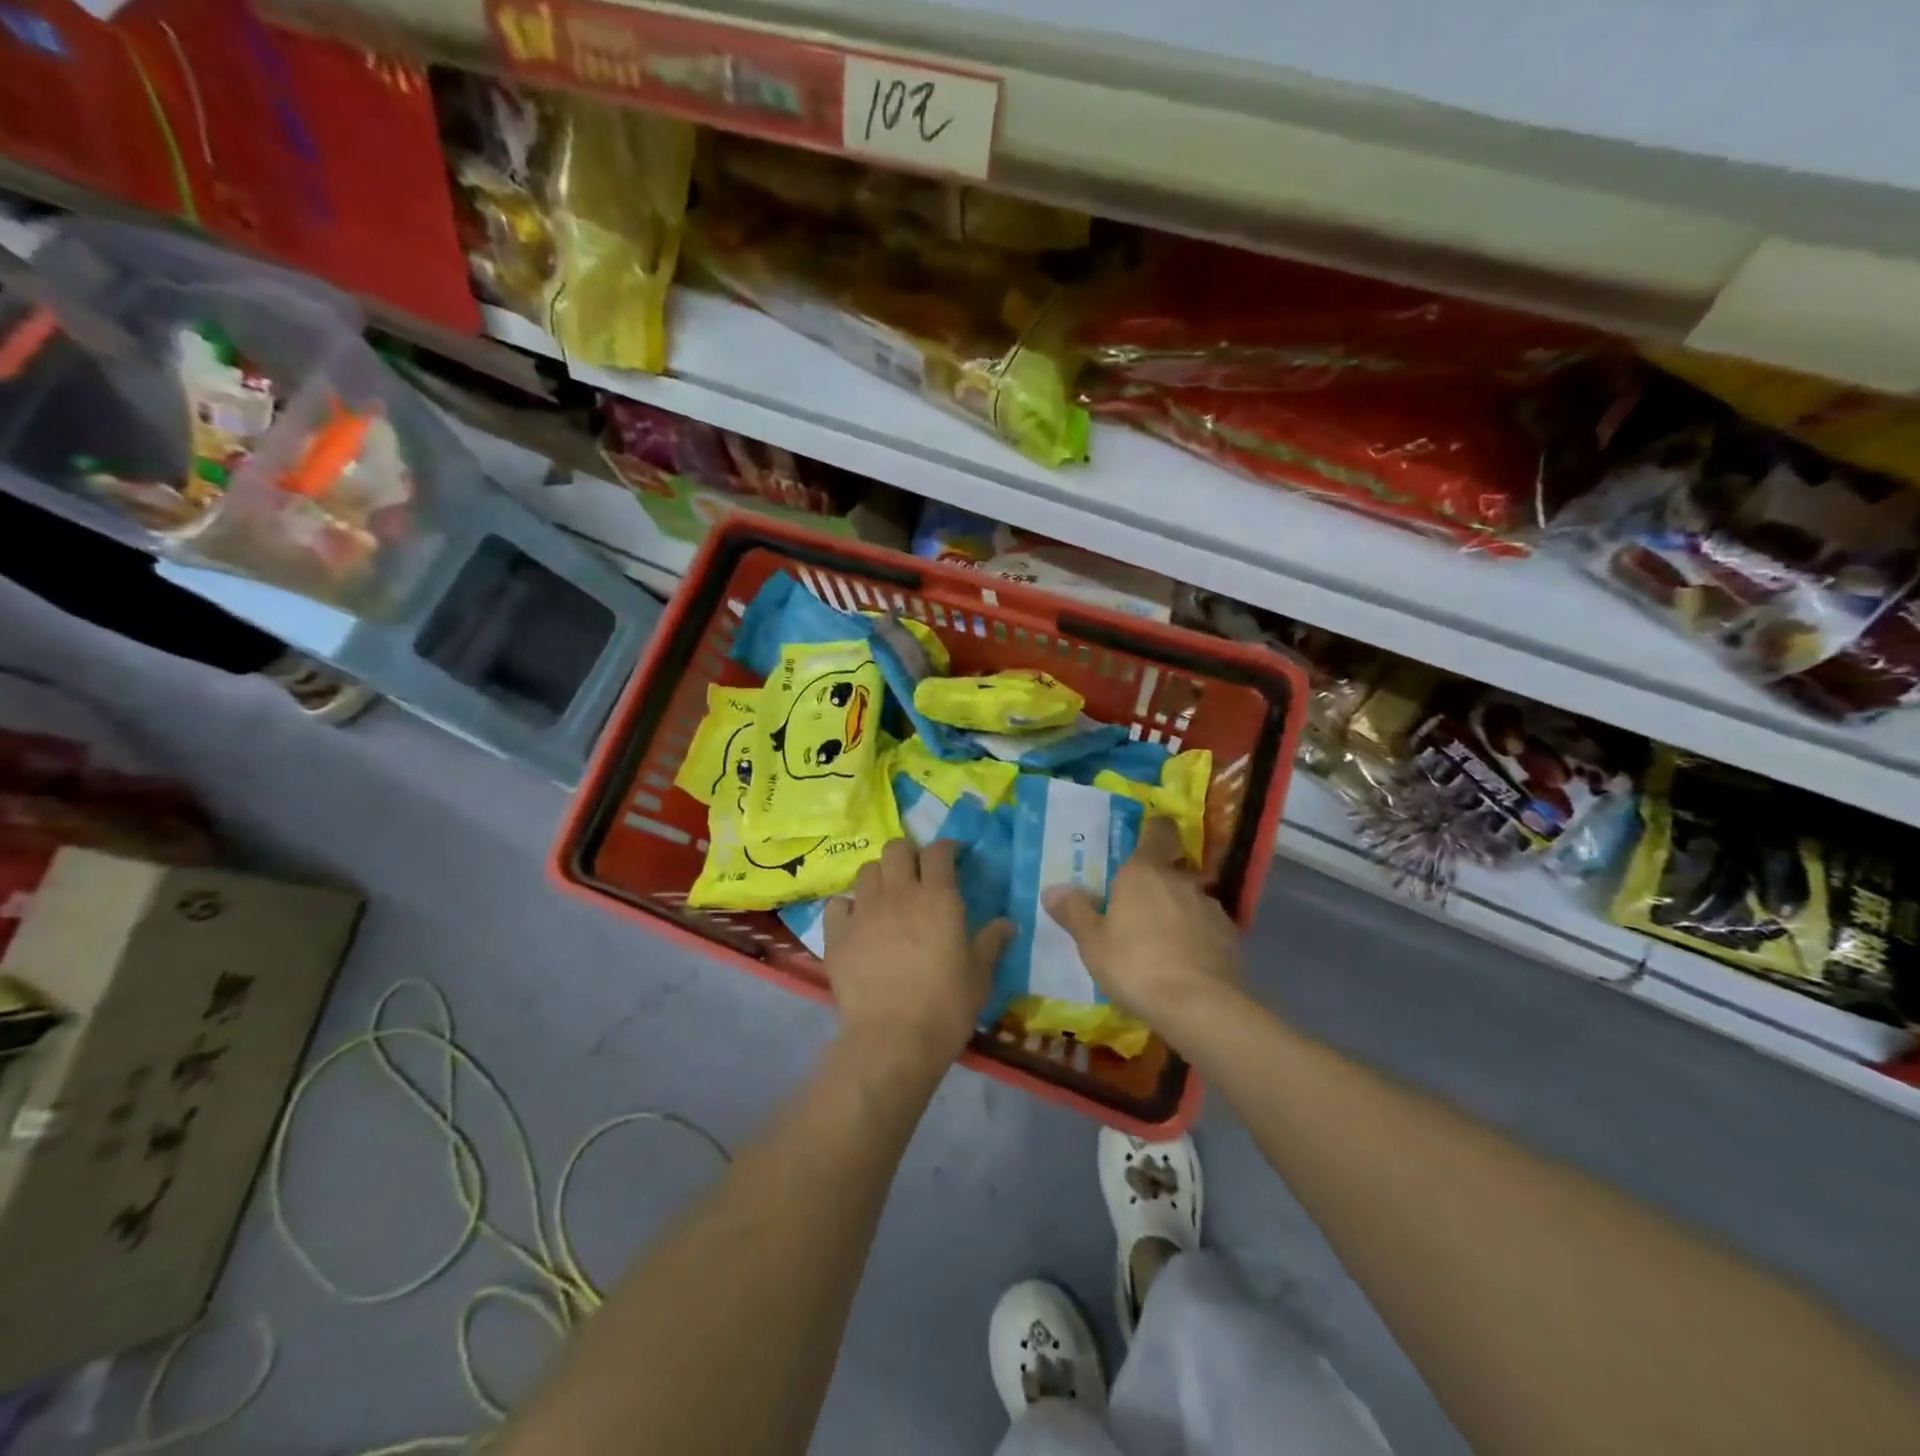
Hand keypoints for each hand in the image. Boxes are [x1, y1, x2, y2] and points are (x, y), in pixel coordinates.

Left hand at [825, 838, 1012, 1074]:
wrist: (893, 1039)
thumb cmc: (946, 1006)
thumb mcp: (980, 975)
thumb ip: (991, 943)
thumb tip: (1007, 923)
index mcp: (938, 898)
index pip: (939, 852)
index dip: (946, 848)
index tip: (953, 857)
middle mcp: (899, 894)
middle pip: (896, 849)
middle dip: (908, 854)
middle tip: (917, 874)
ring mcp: (863, 912)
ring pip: (866, 871)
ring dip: (879, 876)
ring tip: (886, 896)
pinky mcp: (837, 936)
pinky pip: (837, 905)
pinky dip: (847, 907)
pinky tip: (855, 922)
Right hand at [1042, 816, 1242, 1035]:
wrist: (1201, 1006)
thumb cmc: (1136, 965)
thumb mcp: (1092, 943)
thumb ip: (1074, 912)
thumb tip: (1052, 890)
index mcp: (1144, 872)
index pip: (1158, 831)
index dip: (1154, 830)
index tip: (1145, 839)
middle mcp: (1181, 880)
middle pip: (1172, 868)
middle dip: (1158, 881)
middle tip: (1138, 904)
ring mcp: (1210, 908)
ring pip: (1191, 898)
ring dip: (1178, 911)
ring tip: (1161, 940)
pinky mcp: (1231, 937)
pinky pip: (1208, 928)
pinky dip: (1197, 937)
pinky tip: (1185, 962)